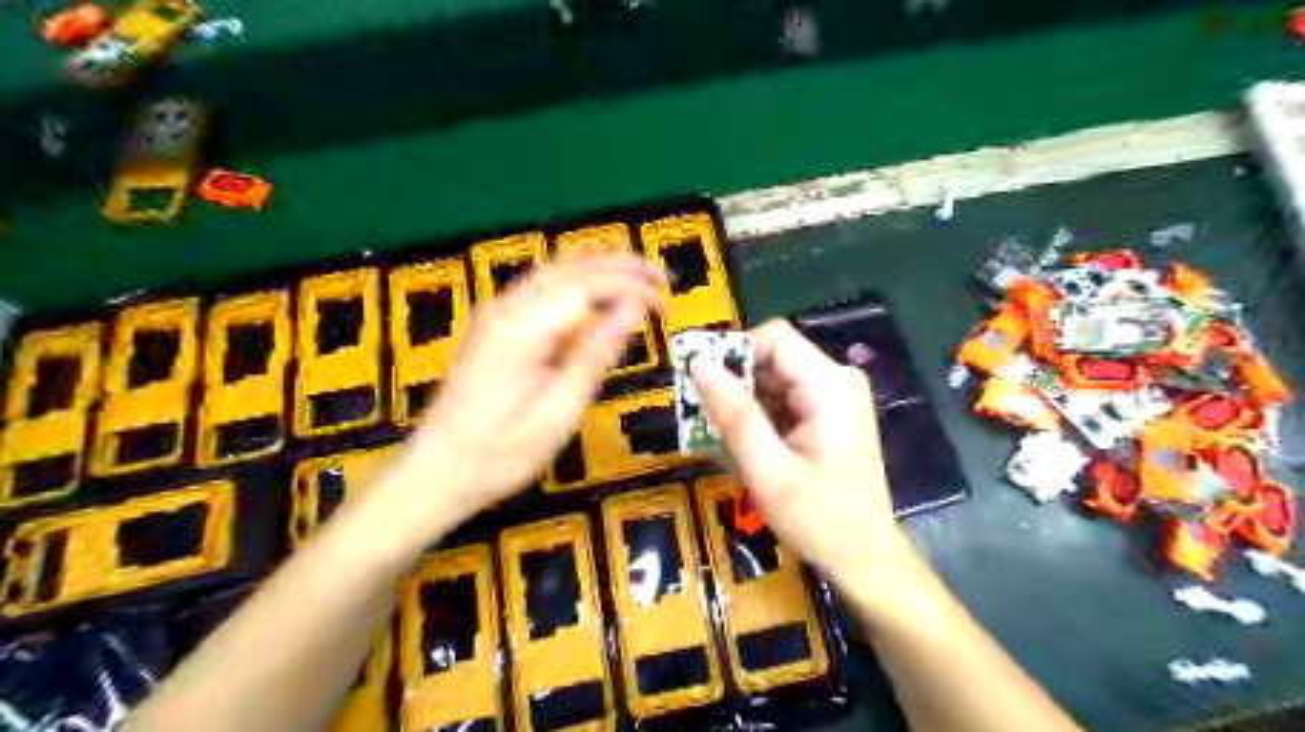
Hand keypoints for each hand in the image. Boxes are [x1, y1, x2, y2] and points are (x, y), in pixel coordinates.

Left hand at [405, 257, 665, 518]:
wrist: (435, 471)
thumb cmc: (500, 453)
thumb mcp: (557, 412)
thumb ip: (594, 355)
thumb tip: (633, 309)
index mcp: (522, 329)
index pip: (587, 284)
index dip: (630, 285)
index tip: (664, 302)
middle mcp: (506, 308)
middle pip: (571, 266)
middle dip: (620, 265)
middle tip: (661, 278)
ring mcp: (497, 314)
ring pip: (556, 271)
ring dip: (600, 269)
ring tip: (640, 279)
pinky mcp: (495, 326)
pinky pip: (543, 290)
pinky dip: (579, 285)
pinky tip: (599, 298)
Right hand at [691, 318, 910, 585]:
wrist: (866, 559)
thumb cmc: (818, 518)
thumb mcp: (768, 469)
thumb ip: (734, 413)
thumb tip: (699, 364)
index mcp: (829, 385)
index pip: (772, 337)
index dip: (732, 353)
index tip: (701, 384)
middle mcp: (837, 380)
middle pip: (774, 357)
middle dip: (735, 382)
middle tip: (705, 417)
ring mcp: (837, 397)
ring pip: (776, 378)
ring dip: (745, 402)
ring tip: (722, 436)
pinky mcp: (831, 414)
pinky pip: (786, 398)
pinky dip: (761, 415)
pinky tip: (748, 445)